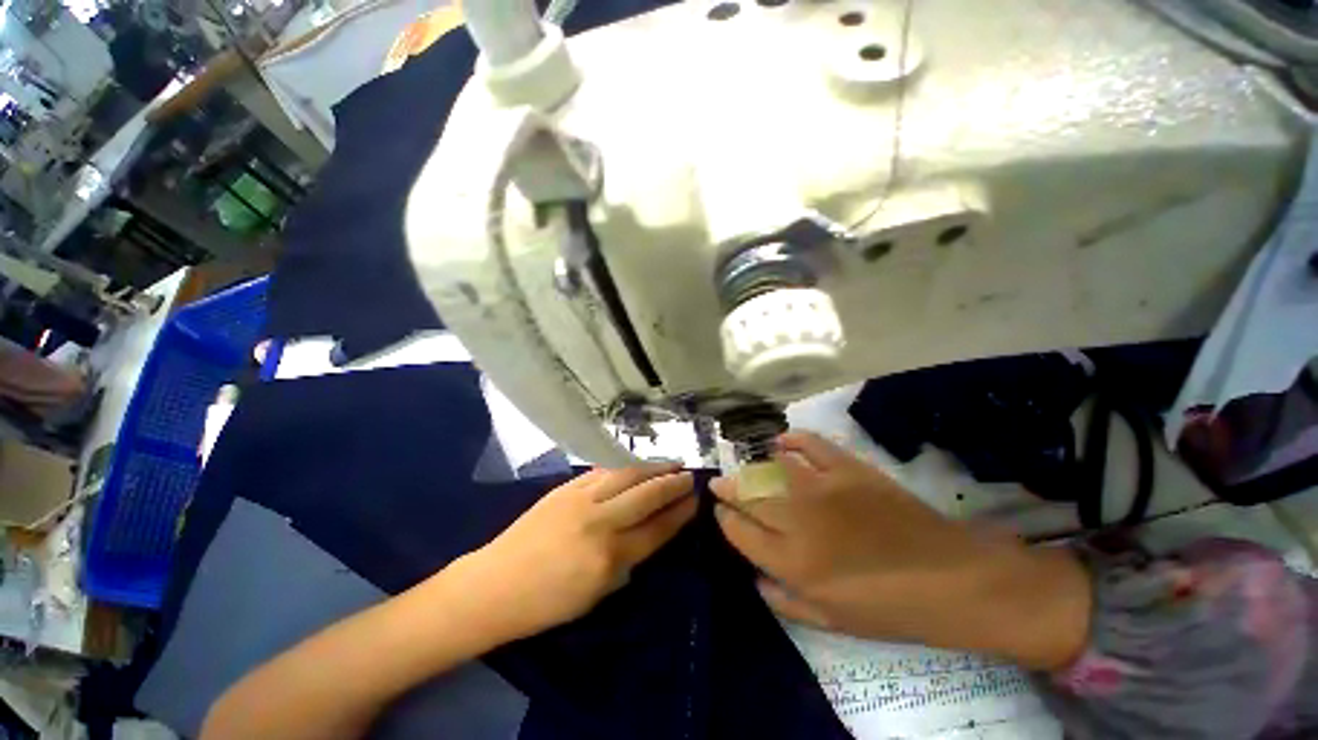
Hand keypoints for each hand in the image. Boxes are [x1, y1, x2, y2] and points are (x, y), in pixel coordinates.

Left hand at [452, 465, 696, 642]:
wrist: (494, 584)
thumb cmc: (546, 603)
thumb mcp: (596, 594)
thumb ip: (626, 561)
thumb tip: (648, 534)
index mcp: (608, 557)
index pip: (656, 529)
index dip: (679, 514)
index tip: (694, 501)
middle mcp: (599, 521)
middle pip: (646, 495)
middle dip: (672, 483)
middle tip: (690, 476)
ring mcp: (581, 499)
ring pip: (626, 475)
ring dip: (653, 467)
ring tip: (671, 463)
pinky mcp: (566, 487)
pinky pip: (602, 471)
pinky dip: (623, 467)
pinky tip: (635, 465)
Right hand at [713, 432, 1090, 669]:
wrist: (951, 580)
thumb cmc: (890, 608)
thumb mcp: (833, 621)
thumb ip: (785, 601)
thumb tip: (755, 578)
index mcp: (792, 562)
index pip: (740, 531)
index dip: (724, 518)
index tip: (719, 510)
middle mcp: (799, 520)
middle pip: (748, 495)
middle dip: (728, 488)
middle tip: (720, 483)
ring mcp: (823, 487)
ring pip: (770, 468)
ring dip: (751, 466)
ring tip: (745, 467)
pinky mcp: (848, 468)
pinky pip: (809, 444)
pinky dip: (791, 439)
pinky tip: (781, 442)